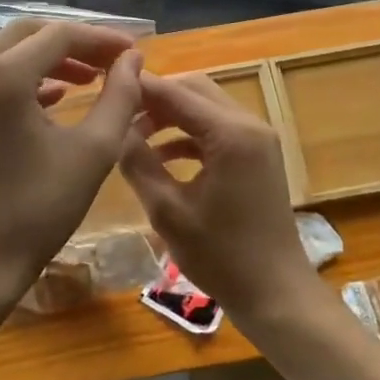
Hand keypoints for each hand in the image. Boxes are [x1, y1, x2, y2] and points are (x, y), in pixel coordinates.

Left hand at [0, 19, 142, 310]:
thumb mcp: (94, 151)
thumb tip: (133, 60)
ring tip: (92, 77)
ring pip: (9, 52)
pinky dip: (28, 77)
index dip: (102, 39)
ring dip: (52, 57)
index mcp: (1, 77)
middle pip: (30, 34)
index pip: (60, 35)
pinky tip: (57, 97)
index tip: (136, 52)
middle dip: (76, 42)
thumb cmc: (38, 211)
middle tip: (114, 60)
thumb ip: (120, 96)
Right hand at [117, 72, 320, 328]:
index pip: (176, 93)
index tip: (105, 87)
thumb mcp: (168, 211)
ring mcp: (258, 139)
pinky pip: (217, 130)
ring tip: (132, 136)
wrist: (275, 292)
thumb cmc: (221, 255)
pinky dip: (189, 136)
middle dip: (156, 99)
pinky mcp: (257, 156)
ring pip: (206, 108)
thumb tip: (116, 131)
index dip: (140, 88)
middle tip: (119, 112)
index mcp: (231, 133)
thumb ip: (139, 164)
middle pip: (195, 90)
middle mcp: (249, 124)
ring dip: (171, 116)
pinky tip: (161, 157)